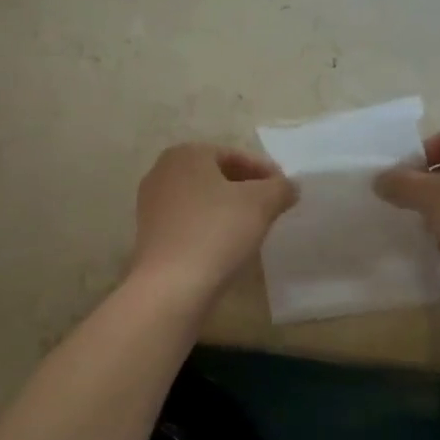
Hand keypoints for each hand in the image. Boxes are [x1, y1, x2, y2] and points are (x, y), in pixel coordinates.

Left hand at [129, 143, 298, 304]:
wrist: (171, 285)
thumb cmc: (217, 232)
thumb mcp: (261, 204)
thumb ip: (280, 188)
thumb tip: (289, 186)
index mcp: (186, 154)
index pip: (235, 155)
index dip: (265, 171)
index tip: (285, 190)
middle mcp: (162, 172)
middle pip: (216, 175)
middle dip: (246, 189)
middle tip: (272, 207)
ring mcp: (151, 204)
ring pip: (201, 199)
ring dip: (228, 209)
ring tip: (253, 227)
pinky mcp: (150, 234)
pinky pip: (189, 221)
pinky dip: (210, 226)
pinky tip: (227, 245)